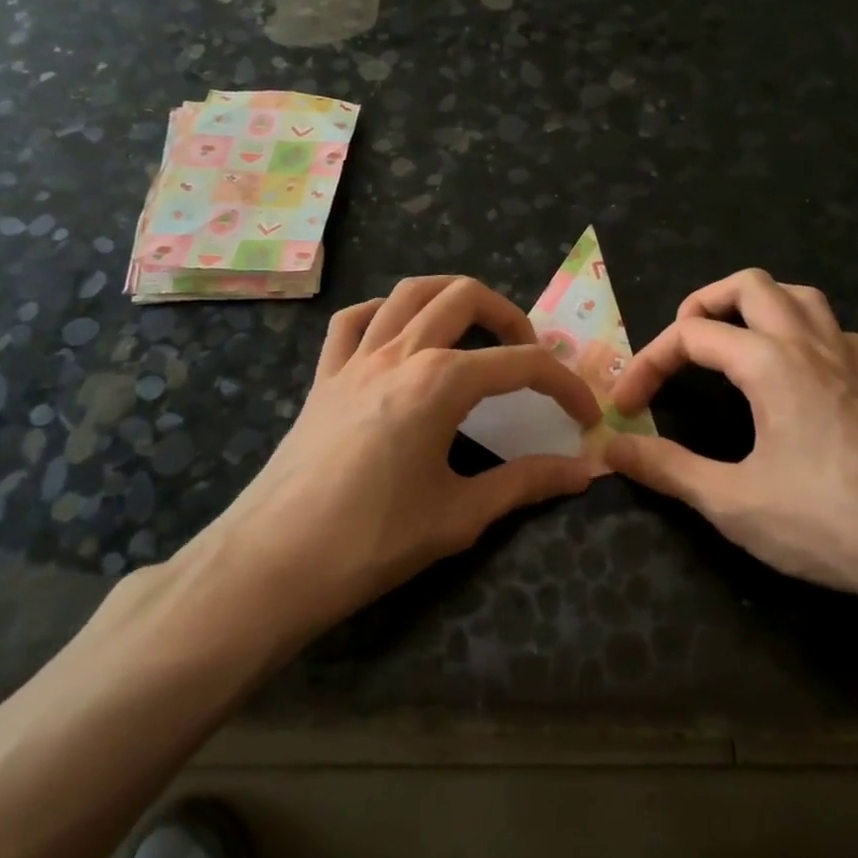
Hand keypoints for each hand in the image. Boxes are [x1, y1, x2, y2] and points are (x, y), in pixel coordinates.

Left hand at [191, 276, 601, 637]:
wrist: (272, 564)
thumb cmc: (372, 540)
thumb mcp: (460, 515)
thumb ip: (527, 483)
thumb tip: (586, 471)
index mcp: (440, 381)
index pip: (521, 364)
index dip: (564, 384)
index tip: (585, 415)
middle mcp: (399, 352)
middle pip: (464, 297)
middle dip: (510, 316)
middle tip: (529, 356)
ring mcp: (355, 359)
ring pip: (407, 293)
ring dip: (450, 298)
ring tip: (474, 331)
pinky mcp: (323, 377)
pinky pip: (353, 322)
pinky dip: (383, 314)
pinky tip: (398, 339)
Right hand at [604, 269, 857, 608]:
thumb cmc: (824, 523)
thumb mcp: (731, 501)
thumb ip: (666, 469)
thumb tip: (611, 447)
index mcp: (770, 363)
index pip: (691, 335)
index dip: (649, 362)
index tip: (626, 405)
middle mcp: (808, 346)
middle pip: (750, 285)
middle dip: (703, 303)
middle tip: (680, 346)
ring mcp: (847, 361)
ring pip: (799, 295)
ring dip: (756, 305)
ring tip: (731, 340)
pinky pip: (835, 331)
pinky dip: (803, 331)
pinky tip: (795, 368)